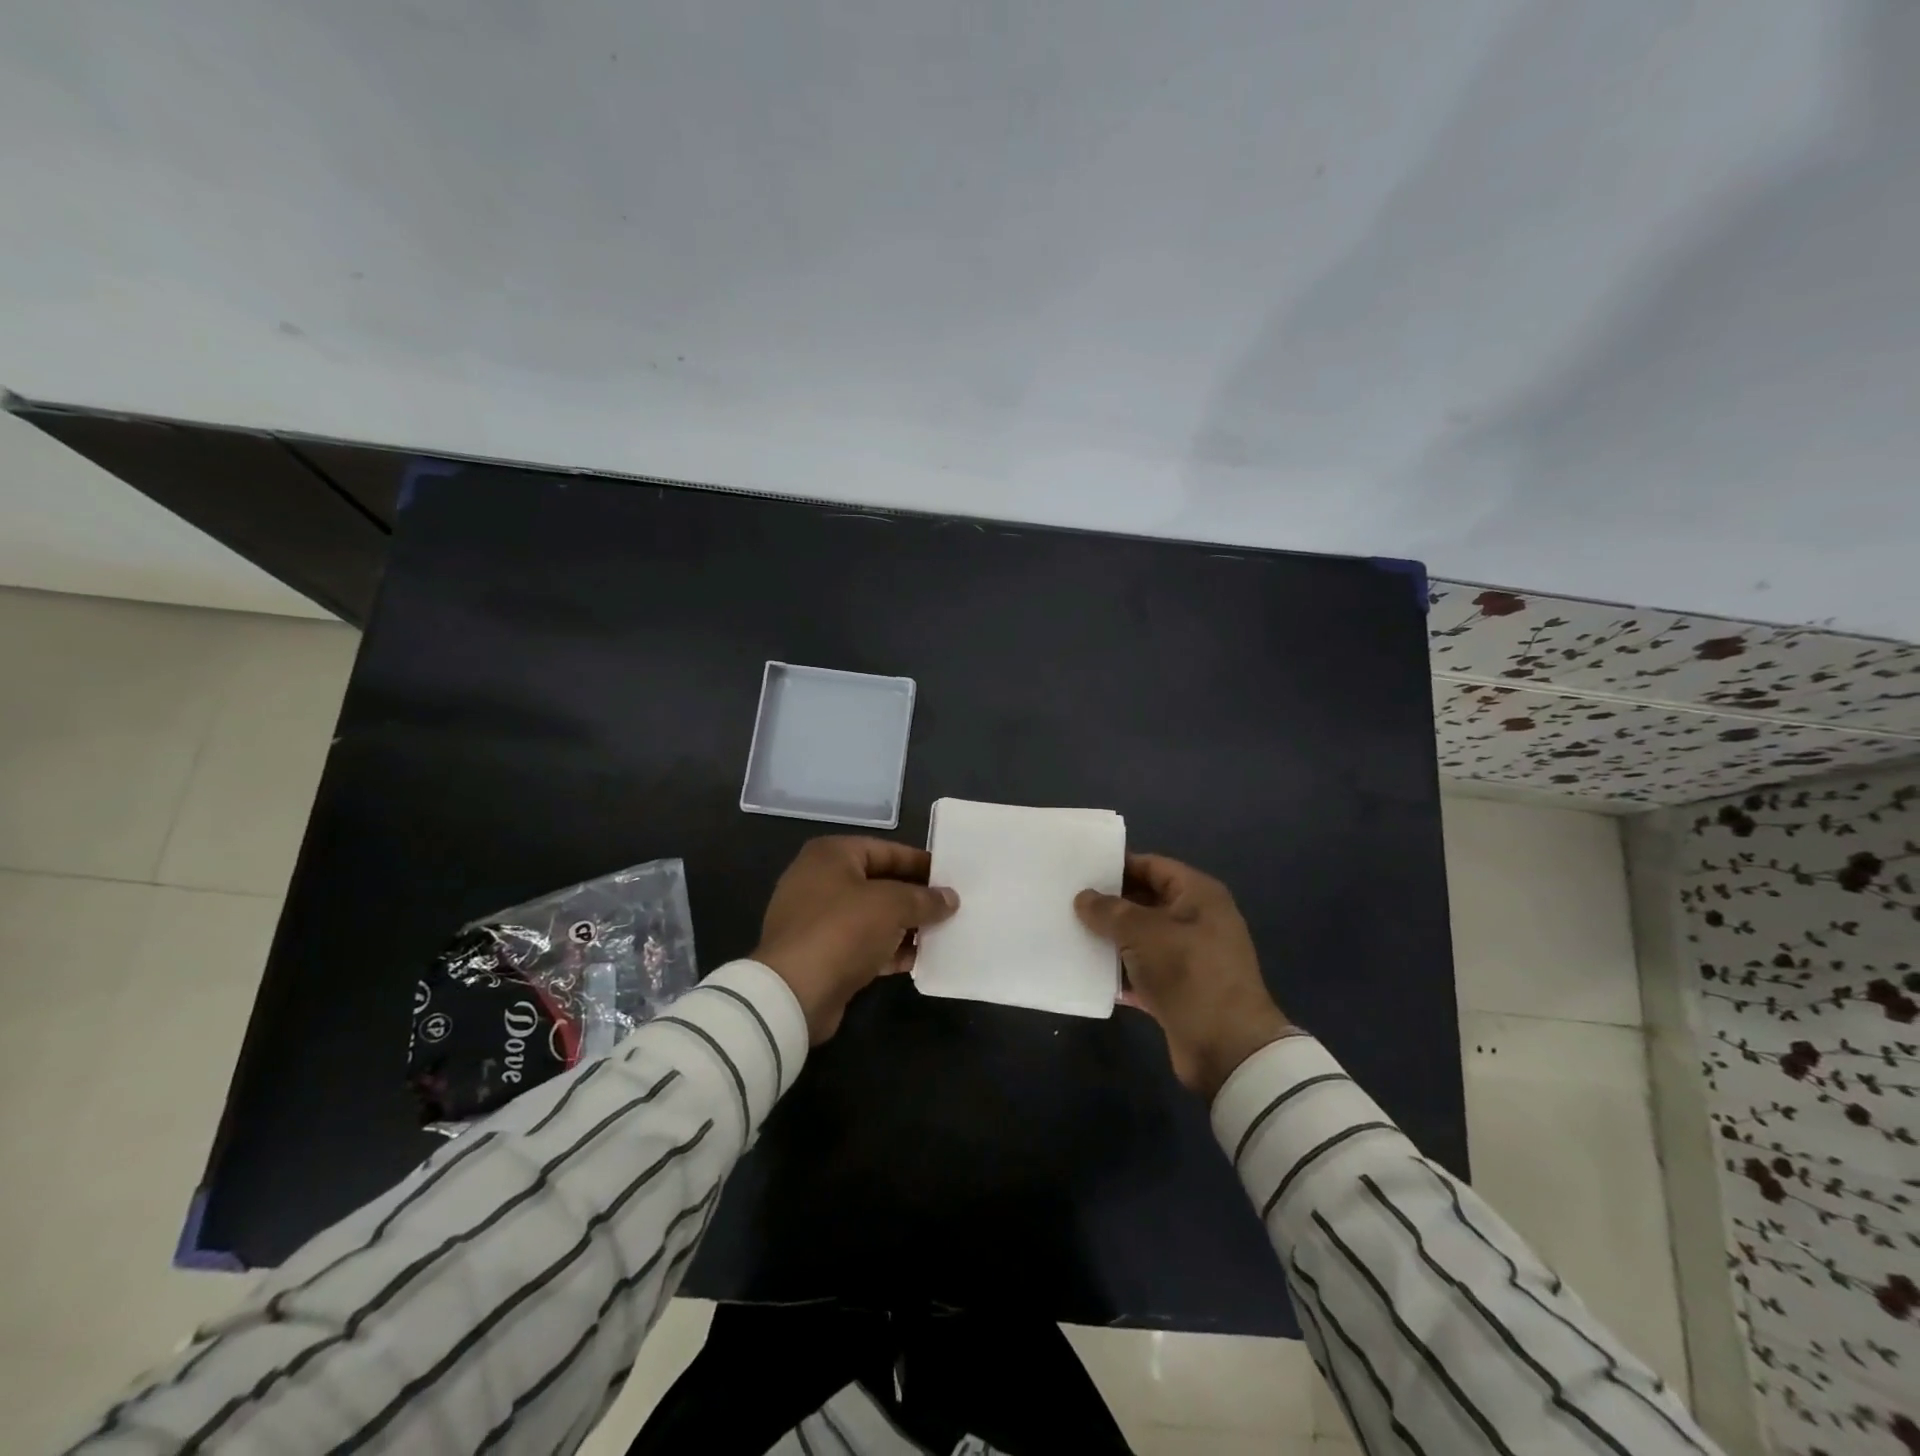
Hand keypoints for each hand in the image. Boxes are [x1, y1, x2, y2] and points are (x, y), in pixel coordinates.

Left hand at [752, 836, 959, 1042]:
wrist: (794, 993)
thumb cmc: (842, 930)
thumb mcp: (891, 906)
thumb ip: (924, 899)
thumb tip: (950, 898)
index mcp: (831, 855)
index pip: (885, 850)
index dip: (919, 862)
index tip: (951, 876)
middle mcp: (820, 880)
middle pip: (879, 882)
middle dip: (915, 896)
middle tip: (951, 906)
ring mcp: (817, 919)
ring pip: (872, 916)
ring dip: (906, 925)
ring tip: (943, 933)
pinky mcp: (821, 954)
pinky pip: (863, 944)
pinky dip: (889, 949)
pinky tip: (920, 959)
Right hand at [1075, 854, 1291, 1099]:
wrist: (1226, 1047)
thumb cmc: (1187, 972)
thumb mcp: (1142, 932)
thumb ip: (1109, 911)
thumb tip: (1084, 898)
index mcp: (1198, 894)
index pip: (1152, 866)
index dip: (1117, 866)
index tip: (1080, 869)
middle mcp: (1197, 919)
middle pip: (1145, 901)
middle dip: (1109, 903)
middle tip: (1068, 901)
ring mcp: (1189, 957)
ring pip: (1141, 938)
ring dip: (1111, 938)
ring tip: (1070, 932)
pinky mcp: (1179, 989)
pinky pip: (1143, 970)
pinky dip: (1120, 971)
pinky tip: (1087, 970)